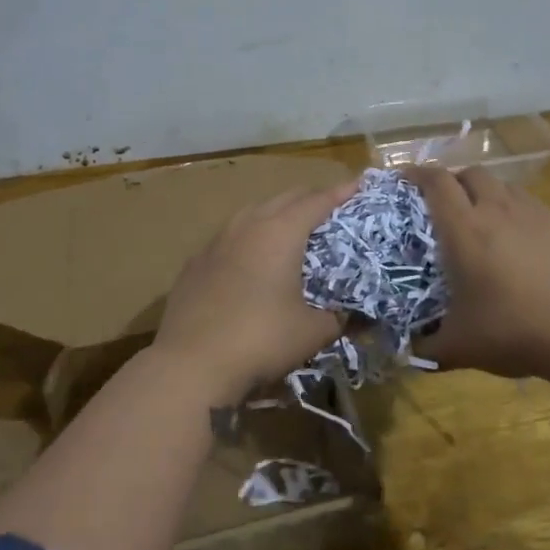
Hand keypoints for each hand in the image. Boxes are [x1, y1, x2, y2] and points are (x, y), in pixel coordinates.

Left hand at [152, 178, 359, 403]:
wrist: (191, 363)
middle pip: (283, 199)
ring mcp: (215, 242)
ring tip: (290, 226)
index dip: (340, 193)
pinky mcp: (195, 263)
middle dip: (309, 198)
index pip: (316, 202)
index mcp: (280, 233)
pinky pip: (229, 237)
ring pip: (252, 213)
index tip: (357, 185)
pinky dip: (248, 237)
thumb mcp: (312, 332)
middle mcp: (247, 226)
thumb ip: (340, 318)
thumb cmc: (261, 340)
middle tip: (329, 206)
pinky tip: (249, 256)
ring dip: (275, 213)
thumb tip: (357, 318)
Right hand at [404, 165, 549, 379]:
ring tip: (483, 219)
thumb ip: (427, 347)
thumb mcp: (460, 347)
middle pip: (471, 173)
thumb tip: (409, 352)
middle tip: (445, 204)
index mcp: (464, 229)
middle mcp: (497, 210)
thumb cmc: (513, 331)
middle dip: (454, 180)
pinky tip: (520, 241)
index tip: (404, 179)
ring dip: (487, 193)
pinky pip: (532, 206)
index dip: (417, 173)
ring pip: (504, 185)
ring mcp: (535, 215)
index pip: (436, 182)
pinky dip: (517, 212)